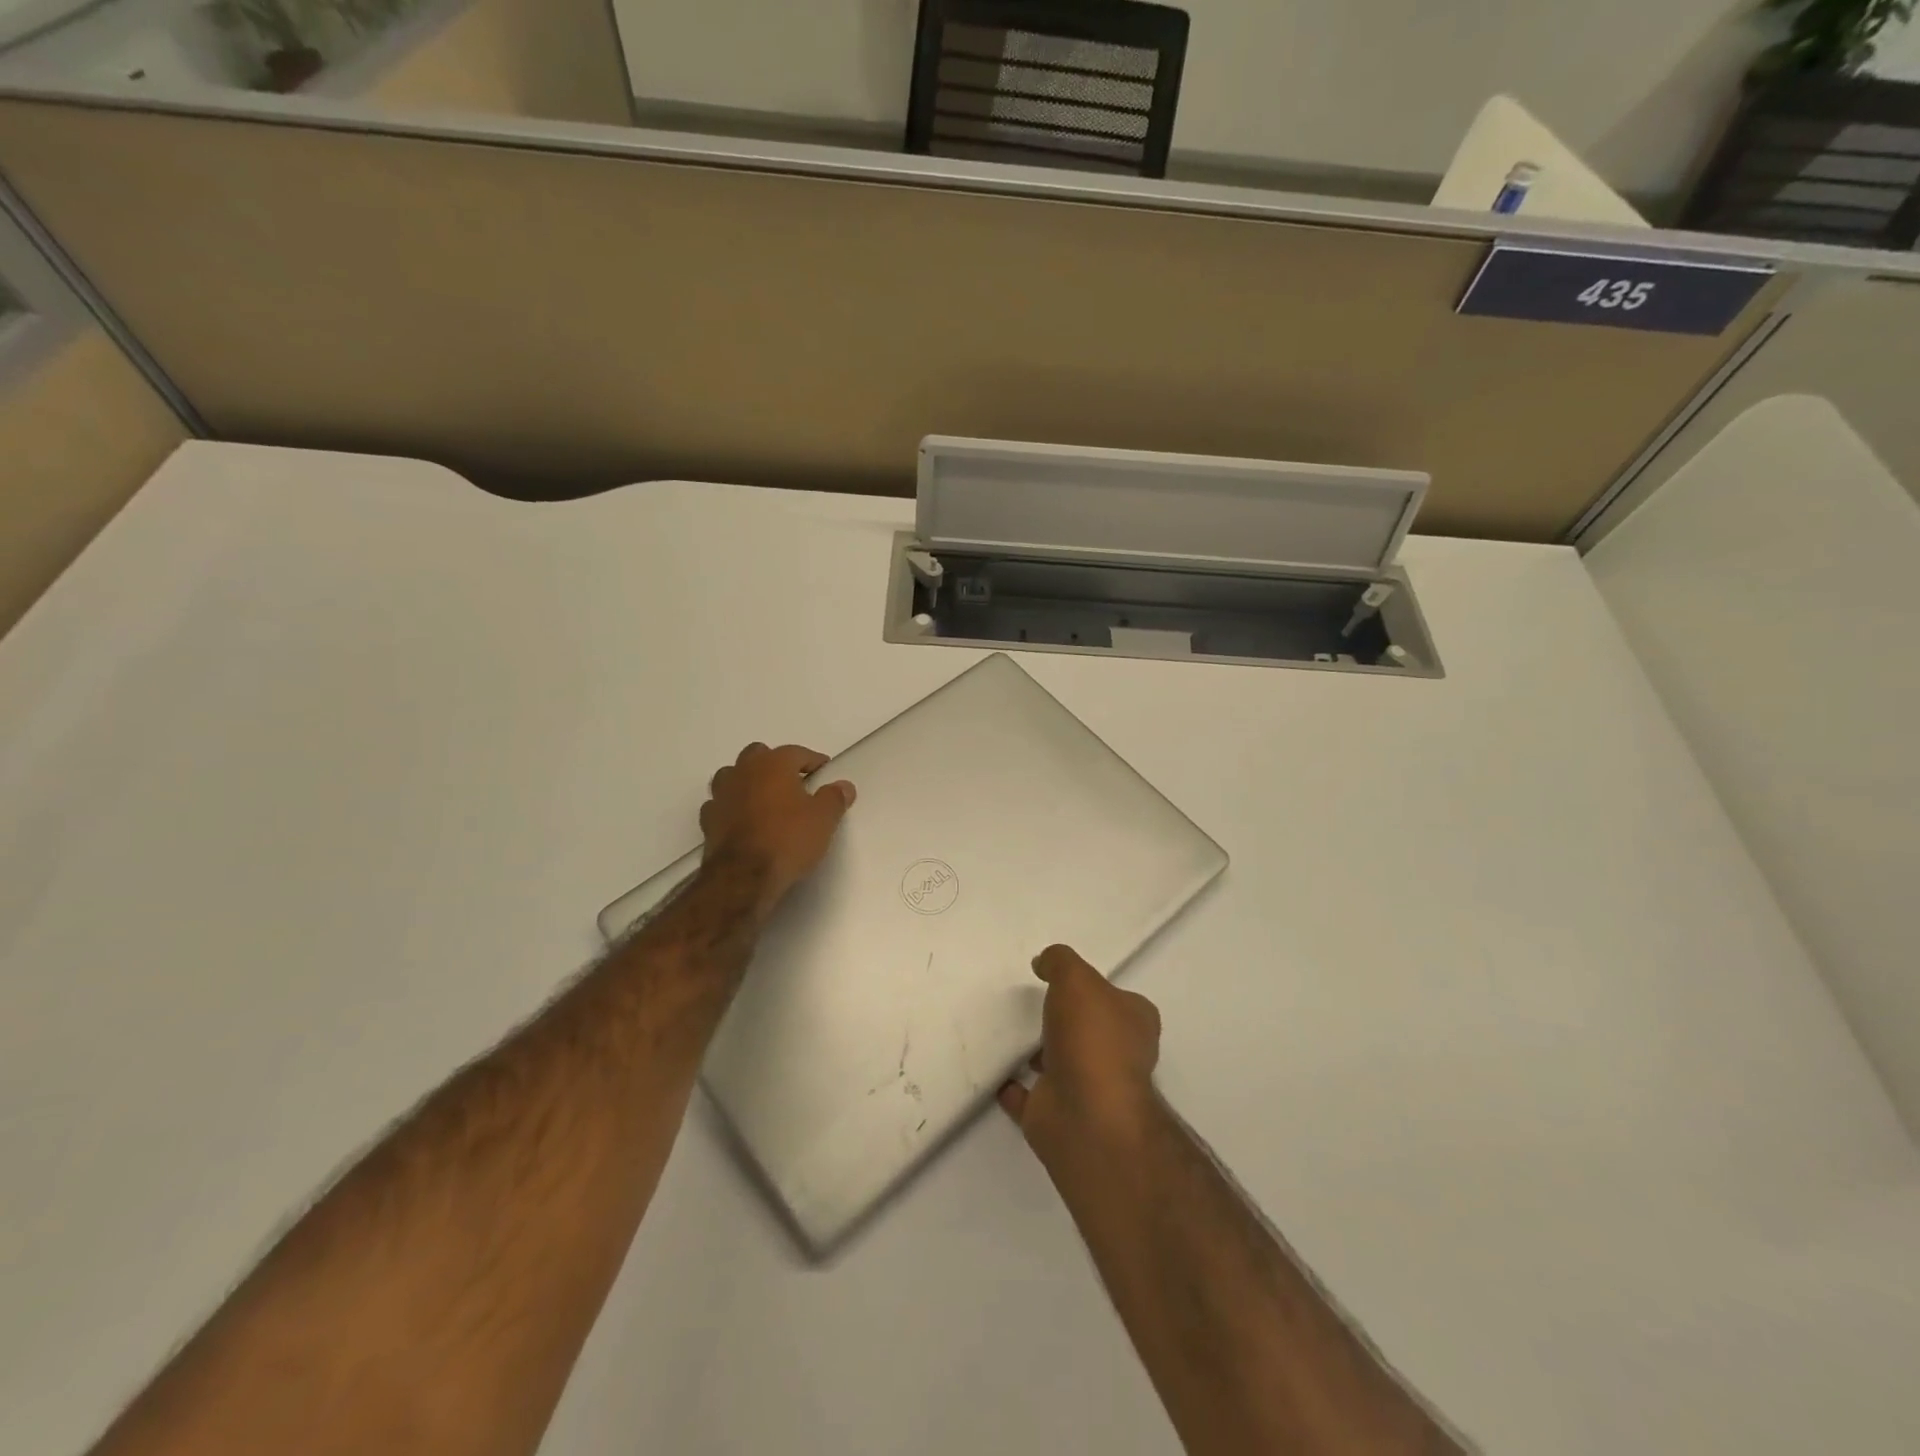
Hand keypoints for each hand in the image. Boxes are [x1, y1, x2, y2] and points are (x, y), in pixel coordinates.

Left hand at [699, 743, 854, 916]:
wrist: (743, 878)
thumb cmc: (788, 839)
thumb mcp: (824, 820)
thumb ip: (834, 798)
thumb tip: (843, 786)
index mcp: (773, 764)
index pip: (797, 753)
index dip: (813, 762)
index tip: (824, 773)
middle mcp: (743, 771)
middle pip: (759, 755)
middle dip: (775, 764)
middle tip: (793, 784)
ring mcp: (721, 794)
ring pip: (733, 776)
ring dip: (748, 782)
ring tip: (766, 801)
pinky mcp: (707, 820)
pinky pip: (721, 804)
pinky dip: (732, 808)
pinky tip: (744, 822)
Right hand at [998, 944, 1161, 1164]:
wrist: (1086, 1115)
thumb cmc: (1091, 1037)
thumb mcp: (1076, 978)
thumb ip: (1060, 962)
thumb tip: (1044, 962)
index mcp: (1134, 1023)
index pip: (1119, 1000)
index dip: (1097, 990)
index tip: (1066, 982)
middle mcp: (1117, 1057)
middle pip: (1090, 1032)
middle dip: (1067, 1022)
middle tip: (1034, 1004)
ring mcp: (1087, 1089)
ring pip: (1060, 1063)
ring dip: (1039, 1053)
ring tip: (1009, 1033)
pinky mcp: (1057, 1115)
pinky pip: (1029, 1096)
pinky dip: (1014, 1088)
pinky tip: (996, 1073)